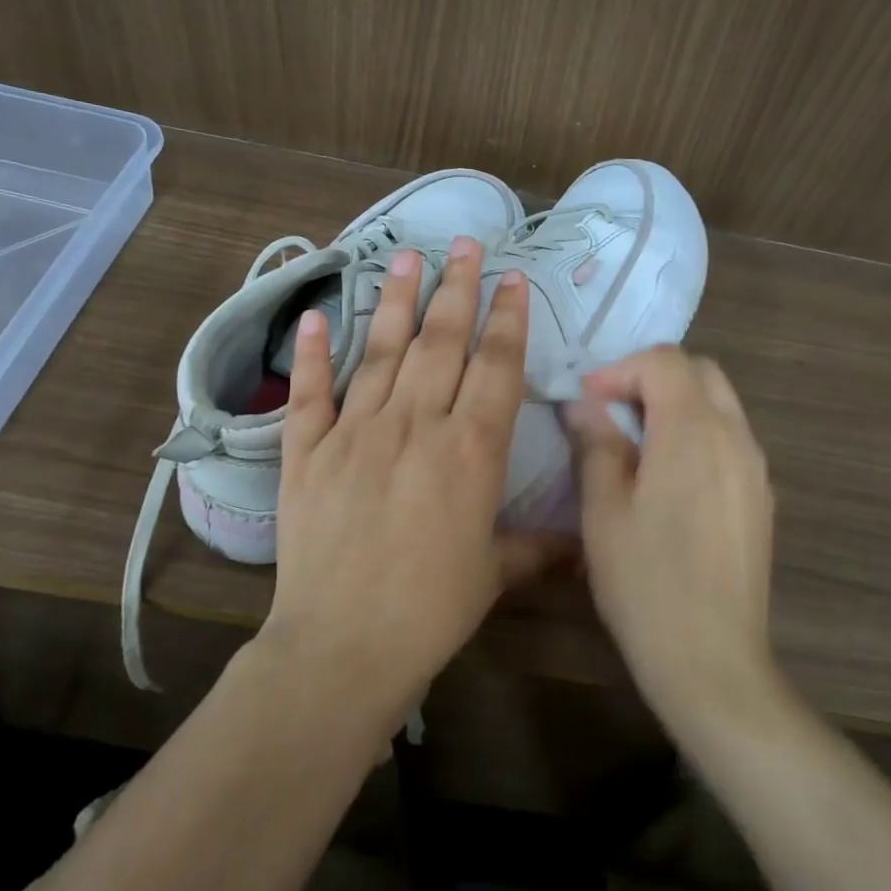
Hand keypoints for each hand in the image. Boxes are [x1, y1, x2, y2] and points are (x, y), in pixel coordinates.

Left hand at [263, 237, 563, 723]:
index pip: (496, 366)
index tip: (512, 278)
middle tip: (464, 244)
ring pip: (380, 351)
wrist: (343, 645)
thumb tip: (582, 543)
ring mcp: (356, 432)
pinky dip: (312, 354)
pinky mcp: (307, 451)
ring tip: (406, 257)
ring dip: (395, 300)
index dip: (507, 318)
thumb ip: (537, 546)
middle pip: (441, 341)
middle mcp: (415, 425)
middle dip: (457, 288)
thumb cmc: (430, 610)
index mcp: (470, 450)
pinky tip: (313, 315)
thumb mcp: (494, 575)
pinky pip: (311, 393)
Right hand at [568, 346, 777, 721]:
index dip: (621, 369)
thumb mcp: (603, 510)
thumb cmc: (646, 583)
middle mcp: (736, 437)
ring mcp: (756, 468)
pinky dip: (697, 433)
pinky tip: (669, 478)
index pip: (665, 361)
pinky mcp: (762, 498)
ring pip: (720, 403)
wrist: (712, 661)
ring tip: (635, 443)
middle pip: (700, 372)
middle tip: (611, 412)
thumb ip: (596, 444)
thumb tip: (584, 406)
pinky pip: (730, 439)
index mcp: (694, 431)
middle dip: (652, 377)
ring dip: (676, 404)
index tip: (587, 401)